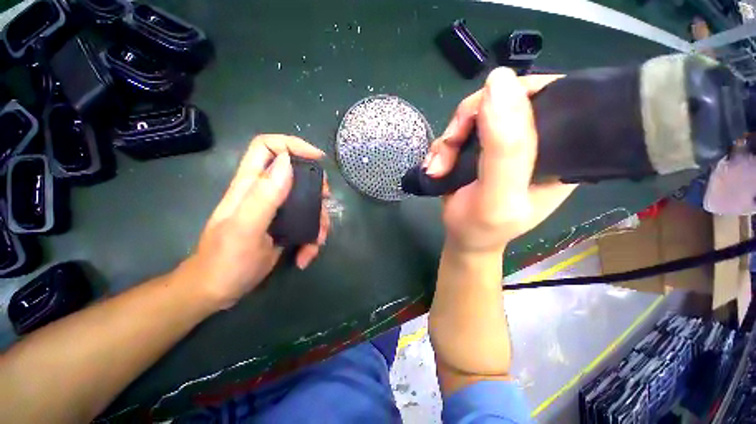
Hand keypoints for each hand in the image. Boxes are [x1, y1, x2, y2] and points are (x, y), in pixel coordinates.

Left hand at [186, 135, 329, 308]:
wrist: (218, 291)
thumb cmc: (226, 261)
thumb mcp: (245, 228)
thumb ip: (265, 195)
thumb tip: (287, 162)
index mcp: (251, 185)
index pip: (268, 147)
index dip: (292, 145)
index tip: (318, 160)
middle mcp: (266, 193)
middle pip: (298, 174)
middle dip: (316, 187)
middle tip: (325, 201)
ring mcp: (278, 212)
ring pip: (309, 202)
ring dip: (319, 222)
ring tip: (315, 244)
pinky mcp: (286, 227)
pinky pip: (308, 224)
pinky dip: (312, 240)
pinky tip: (305, 256)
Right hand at [422, 68, 575, 254]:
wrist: (462, 238)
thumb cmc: (482, 228)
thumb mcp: (497, 196)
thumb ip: (504, 147)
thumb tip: (499, 80)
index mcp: (562, 151)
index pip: (550, 96)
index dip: (512, 96)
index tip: (479, 123)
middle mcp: (537, 141)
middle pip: (504, 100)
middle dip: (467, 123)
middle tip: (448, 152)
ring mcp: (506, 143)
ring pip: (475, 114)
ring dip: (449, 139)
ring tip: (438, 167)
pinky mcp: (481, 148)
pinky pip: (460, 130)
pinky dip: (443, 146)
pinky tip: (436, 166)